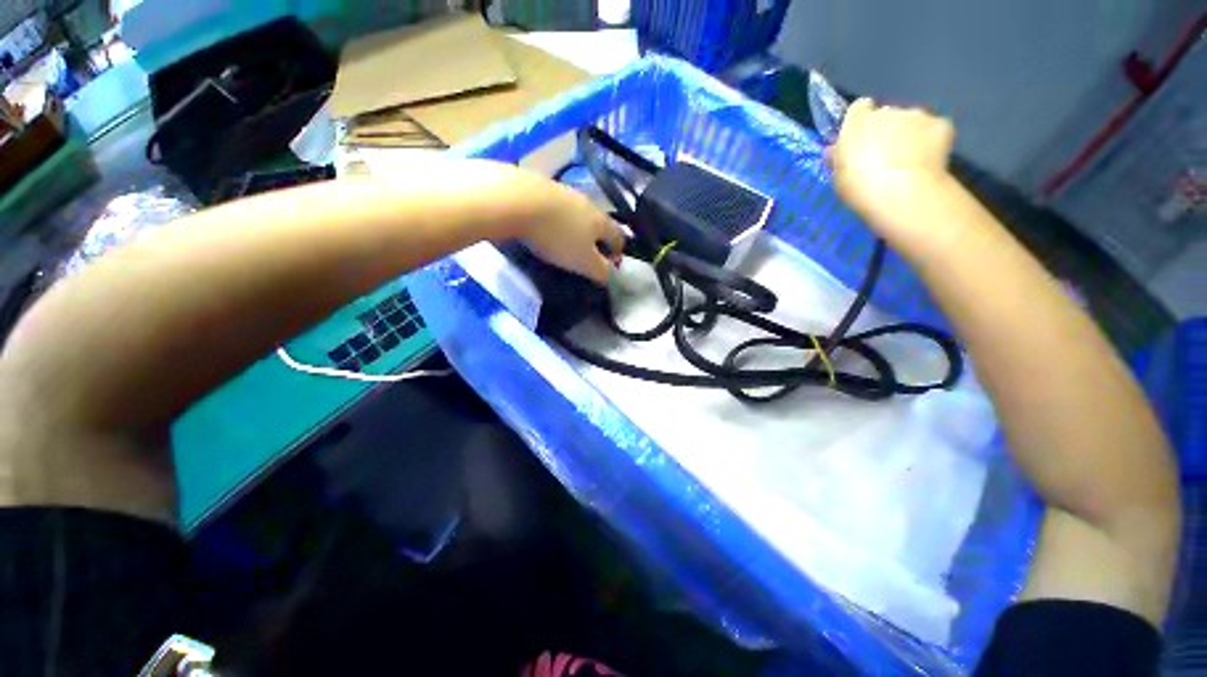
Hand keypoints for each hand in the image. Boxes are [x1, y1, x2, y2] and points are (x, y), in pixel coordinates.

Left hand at [517, 180, 624, 284]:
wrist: (518, 200)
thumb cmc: (558, 237)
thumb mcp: (584, 263)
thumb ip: (602, 271)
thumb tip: (613, 277)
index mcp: (602, 221)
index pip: (620, 238)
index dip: (618, 254)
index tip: (610, 268)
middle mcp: (588, 203)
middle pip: (599, 224)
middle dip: (596, 240)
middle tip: (586, 256)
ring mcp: (565, 191)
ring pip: (578, 213)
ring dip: (576, 228)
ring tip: (564, 242)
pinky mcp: (542, 186)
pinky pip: (557, 207)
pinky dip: (556, 219)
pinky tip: (545, 226)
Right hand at [828, 99, 956, 248]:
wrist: (901, 193)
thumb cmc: (859, 187)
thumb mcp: (838, 175)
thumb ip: (839, 156)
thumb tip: (837, 149)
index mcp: (858, 121)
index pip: (858, 108)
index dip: (860, 122)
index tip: (860, 140)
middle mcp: (887, 110)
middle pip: (887, 114)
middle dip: (886, 129)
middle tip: (884, 156)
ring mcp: (917, 115)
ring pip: (912, 120)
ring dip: (909, 134)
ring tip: (907, 161)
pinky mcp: (941, 125)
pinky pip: (935, 130)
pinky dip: (932, 141)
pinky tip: (927, 161)